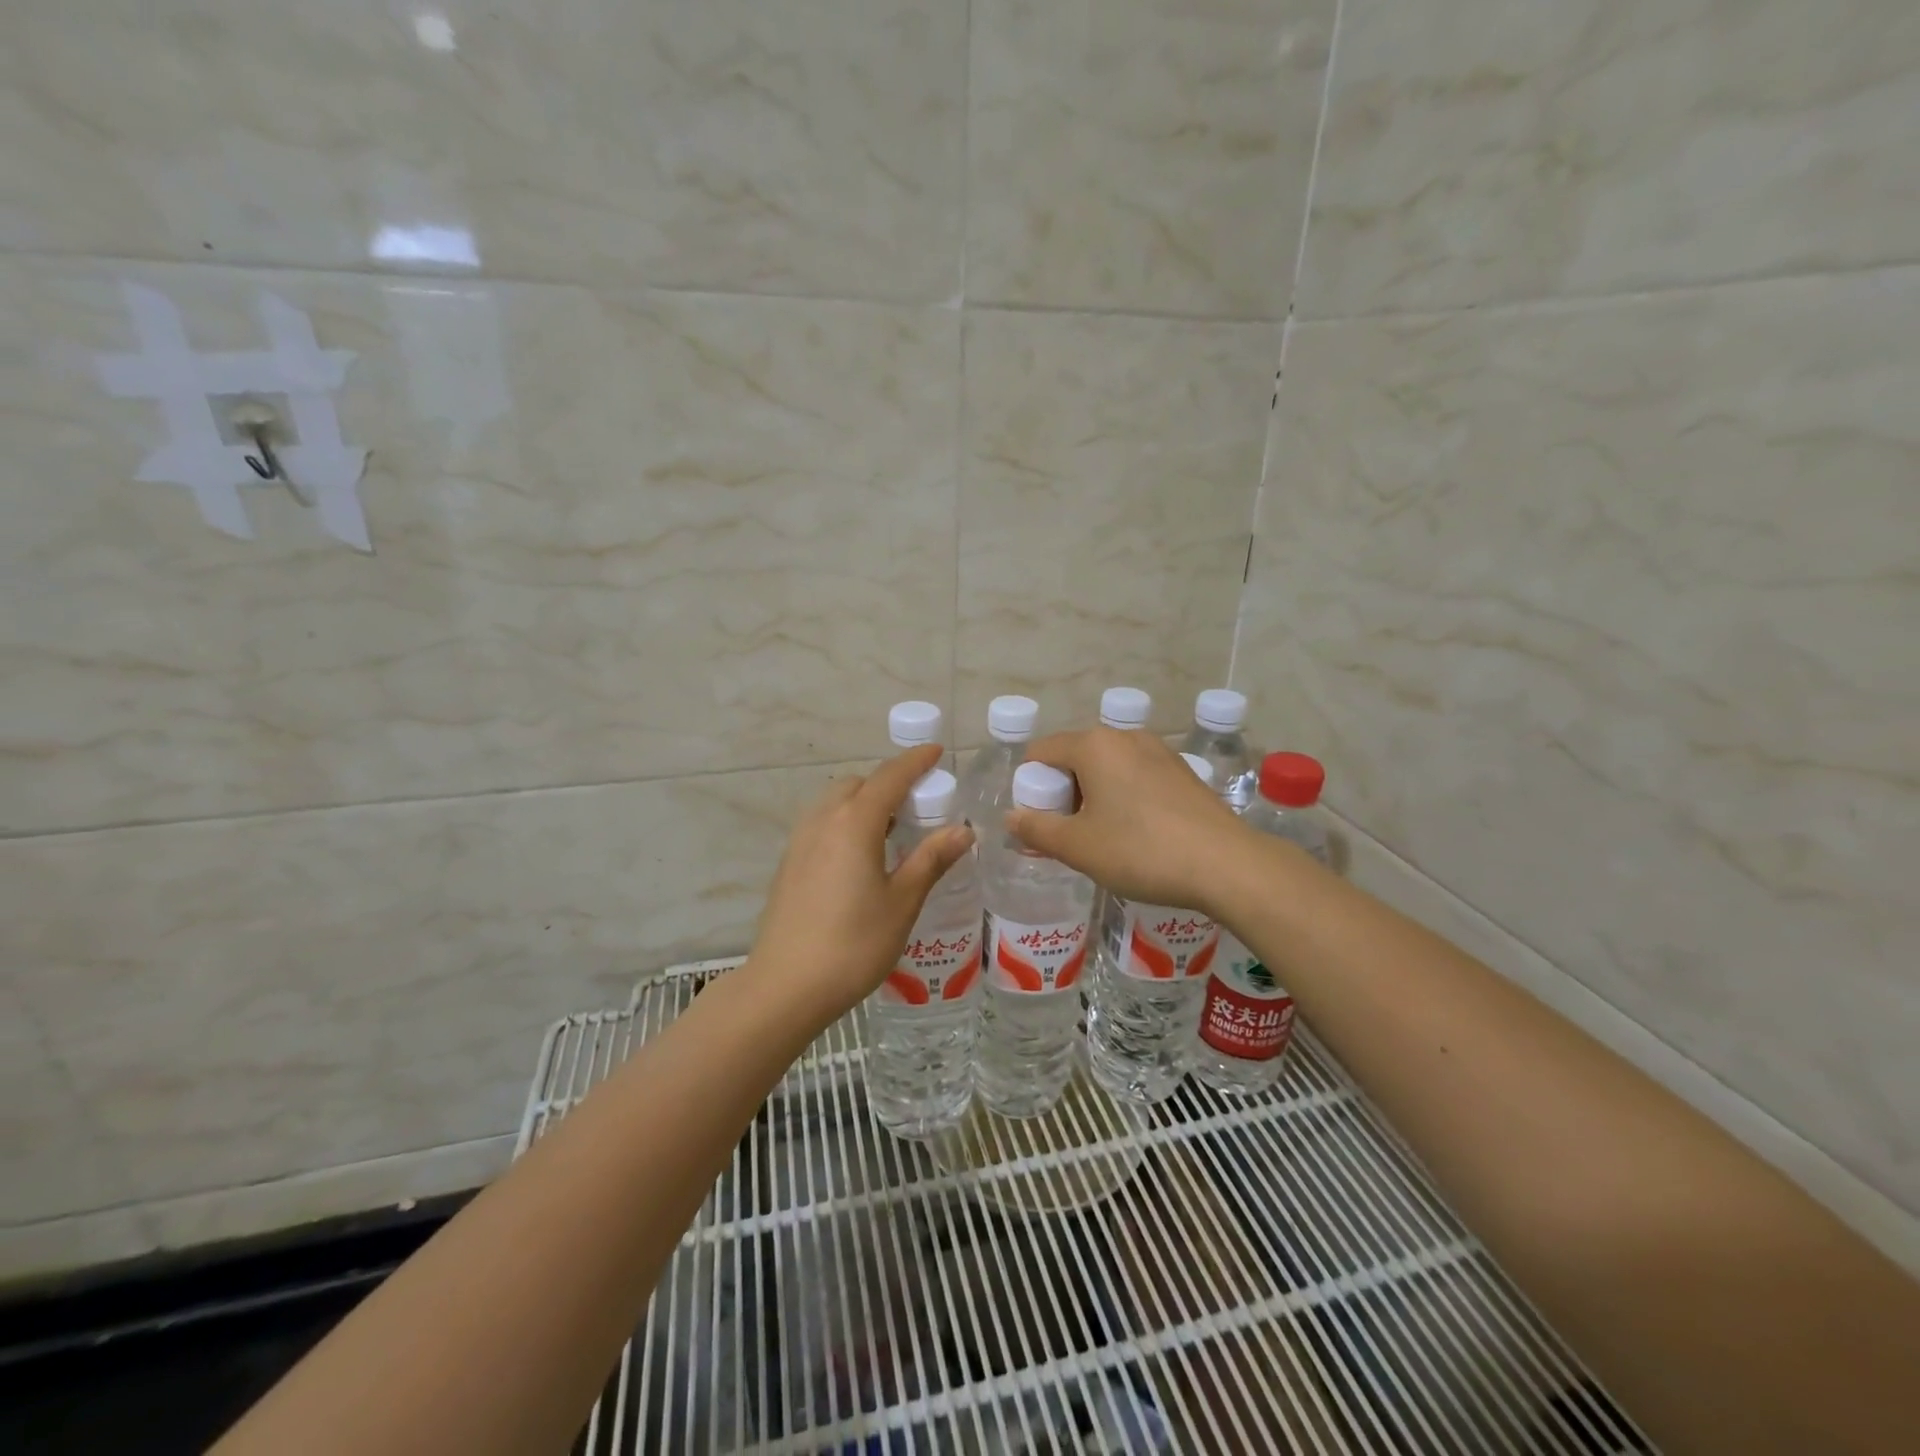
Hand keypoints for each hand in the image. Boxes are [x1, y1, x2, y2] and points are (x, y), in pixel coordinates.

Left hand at [746, 745, 974, 1020]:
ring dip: (864, 803)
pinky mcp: (788, 863)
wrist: (784, 987)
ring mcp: (800, 842)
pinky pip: (822, 824)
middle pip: (858, 784)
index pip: (890, 777)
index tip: (936, 752)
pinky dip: (845, 822)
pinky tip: (860, 858)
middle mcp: (823, 821)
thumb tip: (962, 830)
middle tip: (918, 808)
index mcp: (854, 823)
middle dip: (888, 784)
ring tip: (891, 834)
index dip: (915, 761)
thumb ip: (931, 860)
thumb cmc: (853, 944)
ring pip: (835, 802)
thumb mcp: (902, 903)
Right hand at [1007, 728, 1250, 917]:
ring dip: (1093, 798)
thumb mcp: (1078, 846)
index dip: (1030, 788)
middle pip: (1074, 759)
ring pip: (1107, 769)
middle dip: (1063, 795)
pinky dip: (1123, 799)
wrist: (1227, 864)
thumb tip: (1011, 818)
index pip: (1041, 753)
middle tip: (1069, 837)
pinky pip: (1135, 777)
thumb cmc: (1141, 851)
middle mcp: (1124, 737)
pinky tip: (1137, 835)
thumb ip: (1036, 829)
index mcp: (1093, 745)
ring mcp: (1158, 751)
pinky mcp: (1182, 771)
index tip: (1039, 824)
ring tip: (1103, 840)